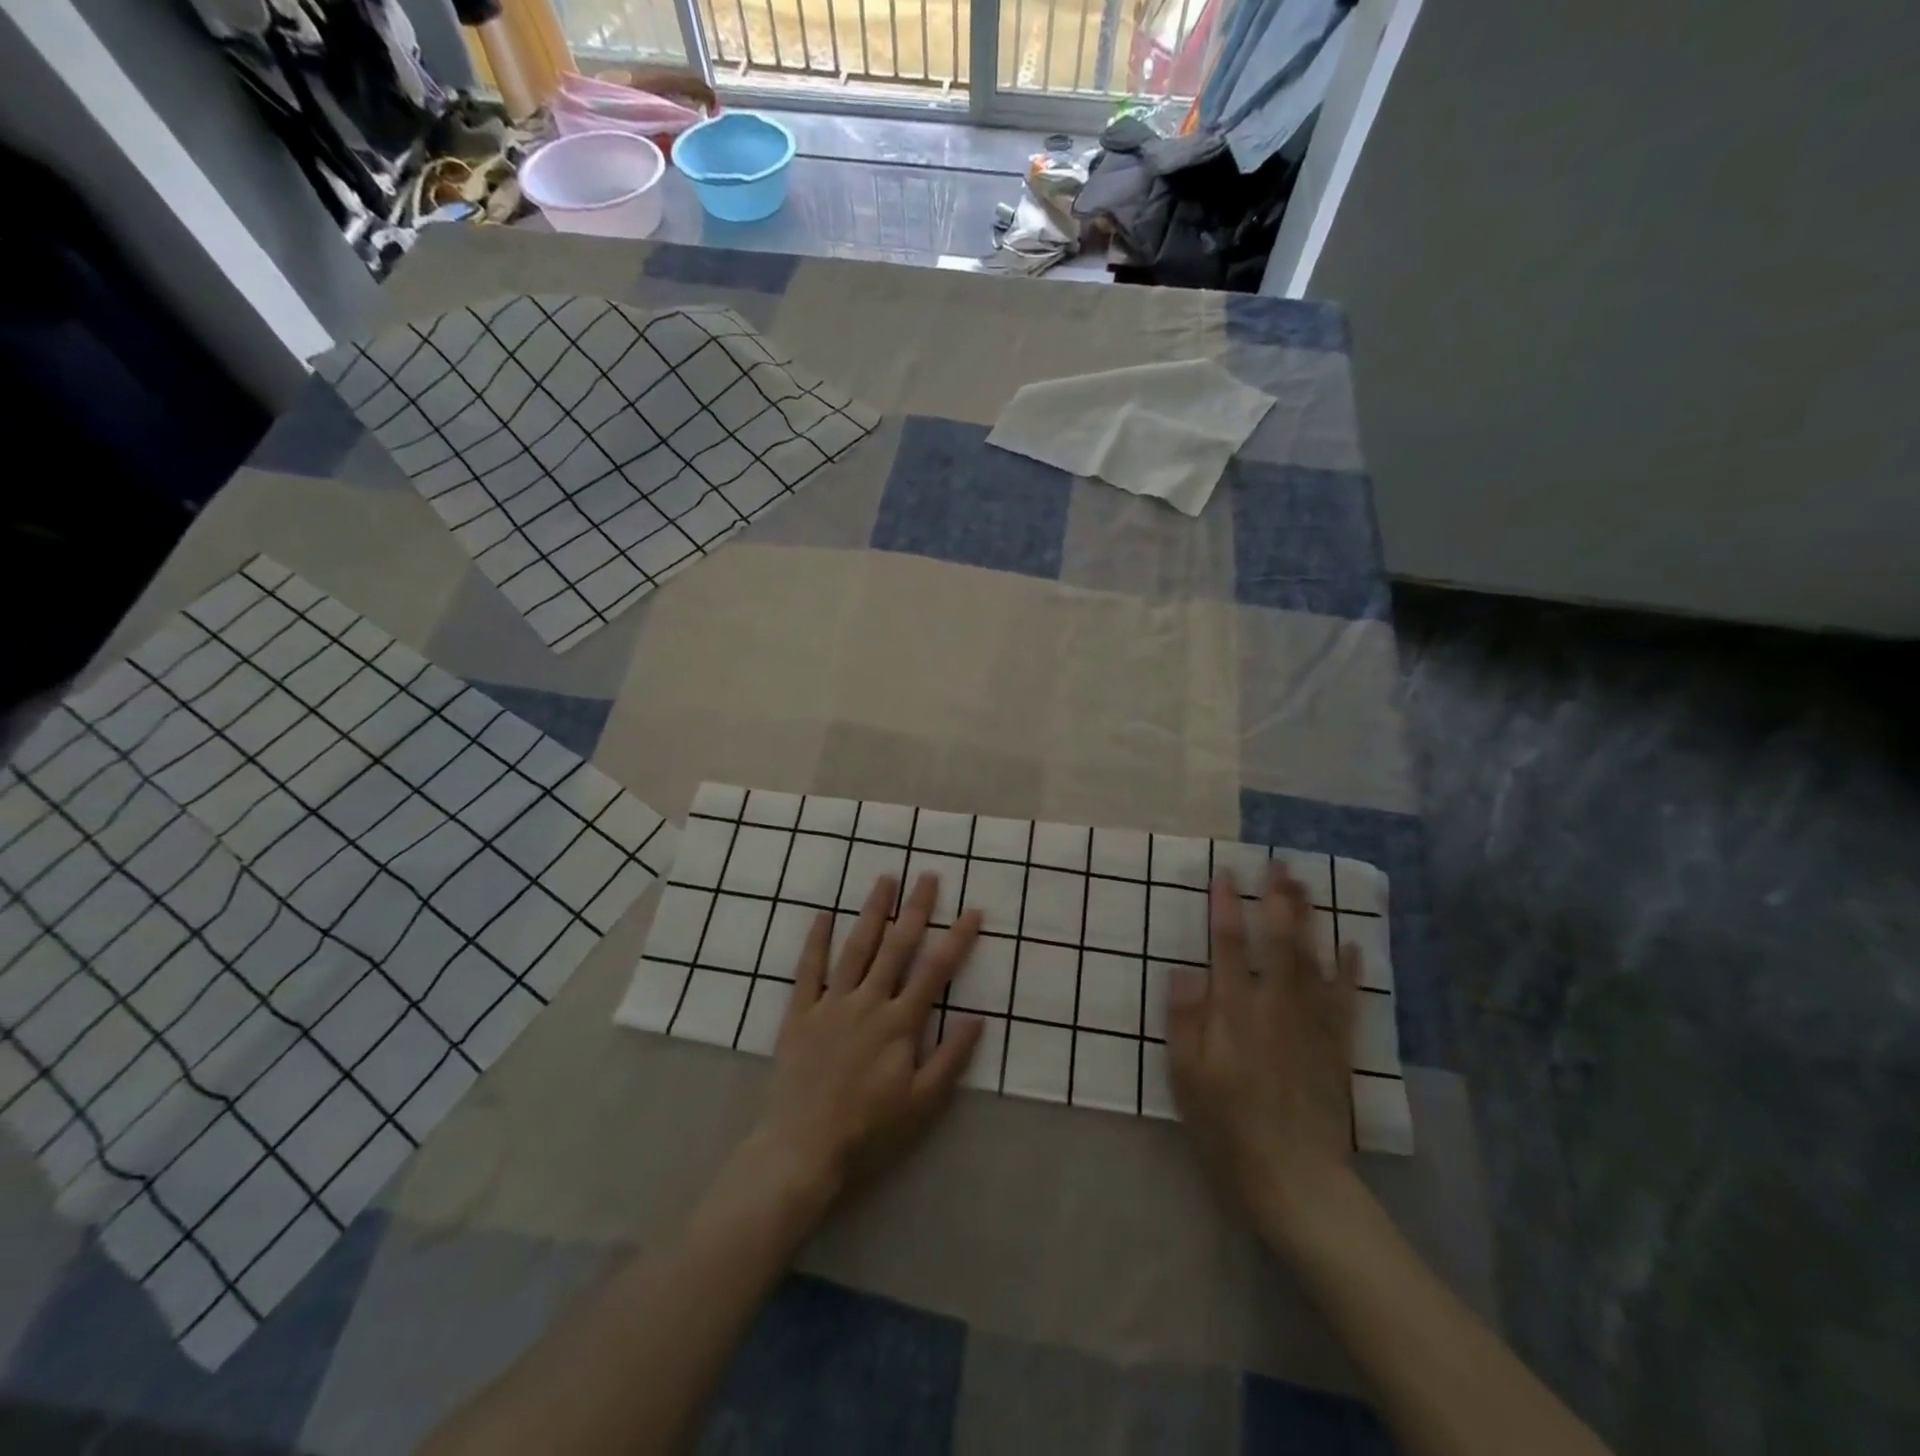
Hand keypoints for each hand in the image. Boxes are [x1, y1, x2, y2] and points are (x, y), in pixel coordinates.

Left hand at [743, 873, 984, 1205]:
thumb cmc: (869, 1129)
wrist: (802, 1148)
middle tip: (927, 876)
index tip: (972, 911)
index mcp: (900, 1023)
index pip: (935, 971)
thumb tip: (979, 1017)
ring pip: (856, 948)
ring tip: (885, 880)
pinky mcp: (800, 1013)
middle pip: (896, 947)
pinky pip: (808, 970)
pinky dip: (817, 940)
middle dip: (915, 910)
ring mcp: (831, 1004)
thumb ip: (951, 1058)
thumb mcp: (922, 1103)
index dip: (956, 939)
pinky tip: (824, 914)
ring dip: (872, 912)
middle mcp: (868, 1003)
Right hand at [1166, 863, 1361, 1247]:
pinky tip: (1351, 943)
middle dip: (1277, 900)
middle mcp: (1274, 1006)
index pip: (1226, 945)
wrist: (1295, 1180)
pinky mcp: (1336, 1047)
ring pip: (1312, 959)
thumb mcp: (1186, 1079)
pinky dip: (1349, 969)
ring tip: (1307, 885)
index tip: (1225, 873)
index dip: (1224, 906)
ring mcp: (1311, 1024)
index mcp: (1233, 1012)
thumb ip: (1185, 1021)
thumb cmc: (1228, 1129)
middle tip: (1279, 865)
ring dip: (1309, 919)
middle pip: (1278, 941)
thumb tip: (1184, 969)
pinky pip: (1346, 999)